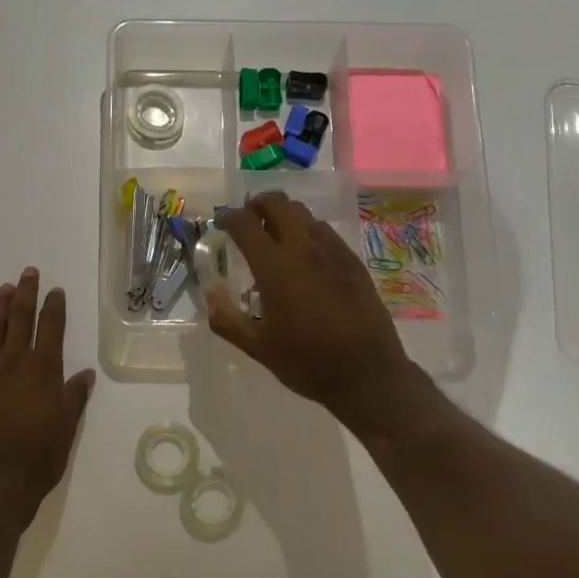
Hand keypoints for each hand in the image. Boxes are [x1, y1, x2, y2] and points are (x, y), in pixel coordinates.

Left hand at [0, 268, 94, 535]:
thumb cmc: (38, 459)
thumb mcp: (67, 429)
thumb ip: (74, 397)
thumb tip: (85, 373)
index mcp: (43, 370)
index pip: (51, 328)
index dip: (54, 306)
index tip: (55, 290)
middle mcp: (14, 363)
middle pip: (20, 319)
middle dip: (25, 293)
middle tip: (27, 273)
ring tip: (3, 289)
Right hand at [207, 194, 422, 433]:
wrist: (368, 374)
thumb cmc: (308, 362)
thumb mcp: (258, 347)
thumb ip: (226, 319)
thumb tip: (210, 294)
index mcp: (276, 267)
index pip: (245, 224)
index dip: (228, 217)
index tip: (220, 223)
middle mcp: (304, 248)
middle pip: (278, 203)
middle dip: (258, 205)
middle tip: (248, 222)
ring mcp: (333, 251)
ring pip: (304, 214)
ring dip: (284, 216)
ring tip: (274, 238)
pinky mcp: (353, 261)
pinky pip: (325, 232)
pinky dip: (306, 232)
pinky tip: (304, 258)